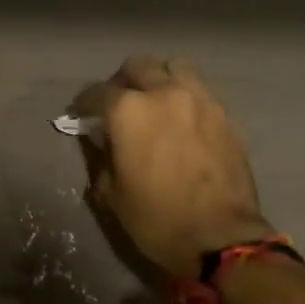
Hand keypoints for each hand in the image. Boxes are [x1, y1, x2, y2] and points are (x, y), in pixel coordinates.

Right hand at [73, 56, 272, 279]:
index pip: (97, 93)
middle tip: (118, 103)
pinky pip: (199, 90)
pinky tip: (181, 120)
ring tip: (155, 101)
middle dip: (122, 81)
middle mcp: (163, 93)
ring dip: (159, 78)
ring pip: (174, 67)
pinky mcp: (223, 114)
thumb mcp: (111, 194)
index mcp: (129, 111)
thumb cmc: (157, 219)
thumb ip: (100, 157)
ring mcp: (199, 100)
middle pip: (138, 66)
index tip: (80, 115)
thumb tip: (98, 138)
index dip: (83, 104)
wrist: (221, 237)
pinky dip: (184, 96)